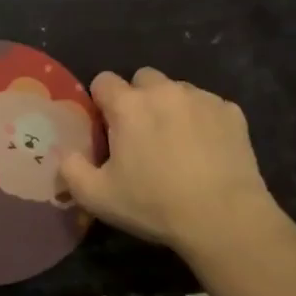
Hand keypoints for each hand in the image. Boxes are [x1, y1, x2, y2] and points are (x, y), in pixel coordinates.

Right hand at [60, 68, 273, 253]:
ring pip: (177, 90)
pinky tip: (206, 149)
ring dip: (171, 107)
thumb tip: (64, 153)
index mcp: (128, 105)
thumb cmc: (154, 205)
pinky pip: (209, 106)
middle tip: (142, 133)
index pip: (104, 80)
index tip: (107, 127)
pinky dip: (203, 120)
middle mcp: (163, 91)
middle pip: (143, 78)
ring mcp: (201, 98)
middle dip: (138, 98)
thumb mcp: (97, 197)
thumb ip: (71, 169)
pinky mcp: (231, 112)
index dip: (102, 101)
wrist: (224, 218)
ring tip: (177, 142)